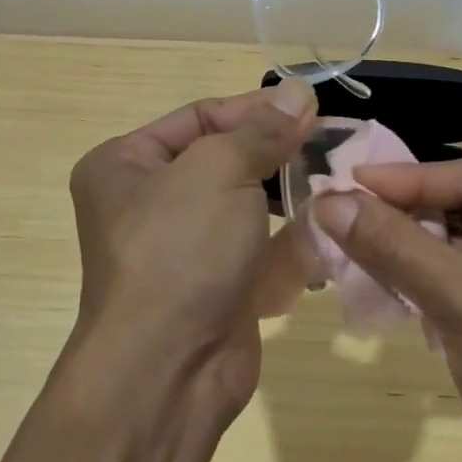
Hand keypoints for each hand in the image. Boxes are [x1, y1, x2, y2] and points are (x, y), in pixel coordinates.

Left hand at [66, 80, 316, 420]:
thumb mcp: (218, 170)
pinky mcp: (215, 286)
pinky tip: (325, 227)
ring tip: (336, 181)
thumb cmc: (180, 251)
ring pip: (246, 206)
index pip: (200, 117)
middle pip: (224, 160)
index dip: (255, 109)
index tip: (310, 107)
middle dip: (277, 152)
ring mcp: (183, 249)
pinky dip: (289, 239)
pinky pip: (256, 249)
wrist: (168, 371)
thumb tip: (297, 91)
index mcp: (125, 164)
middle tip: (332, 142)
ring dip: (289, 194)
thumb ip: (261, 130)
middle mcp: (147, 203)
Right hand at [311, 159, 461, 461]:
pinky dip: (422, 274)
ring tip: (350, 236)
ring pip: (461, 240)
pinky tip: (379, 275)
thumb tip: (328, 201)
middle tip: (345, 206)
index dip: (411, 178)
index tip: (349, 180)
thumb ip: (395, 246)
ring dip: (409, 244)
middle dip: (408, 211)